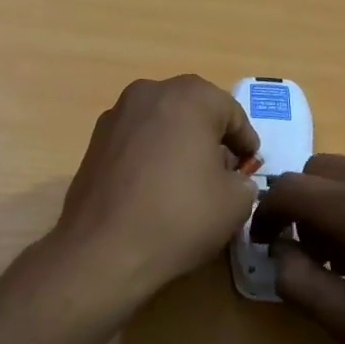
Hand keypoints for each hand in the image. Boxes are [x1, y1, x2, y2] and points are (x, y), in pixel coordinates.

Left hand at [52, 75, 259, 303]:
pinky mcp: (94, 141)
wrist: (103, 250)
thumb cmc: (179, 217)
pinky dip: (151, 155)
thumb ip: (243, 180)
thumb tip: (232, 179)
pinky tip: (155, 188)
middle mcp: (149, 93)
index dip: (245, 141)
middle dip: (211, 137)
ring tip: (188, 181)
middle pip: (193, 110)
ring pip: (161, 122)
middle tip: (223, 171)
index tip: (250, 166)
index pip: (231, 112)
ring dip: (178, 143)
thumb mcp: (235, 203)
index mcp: (189, 97)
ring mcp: (116, 115)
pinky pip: (136, 140)